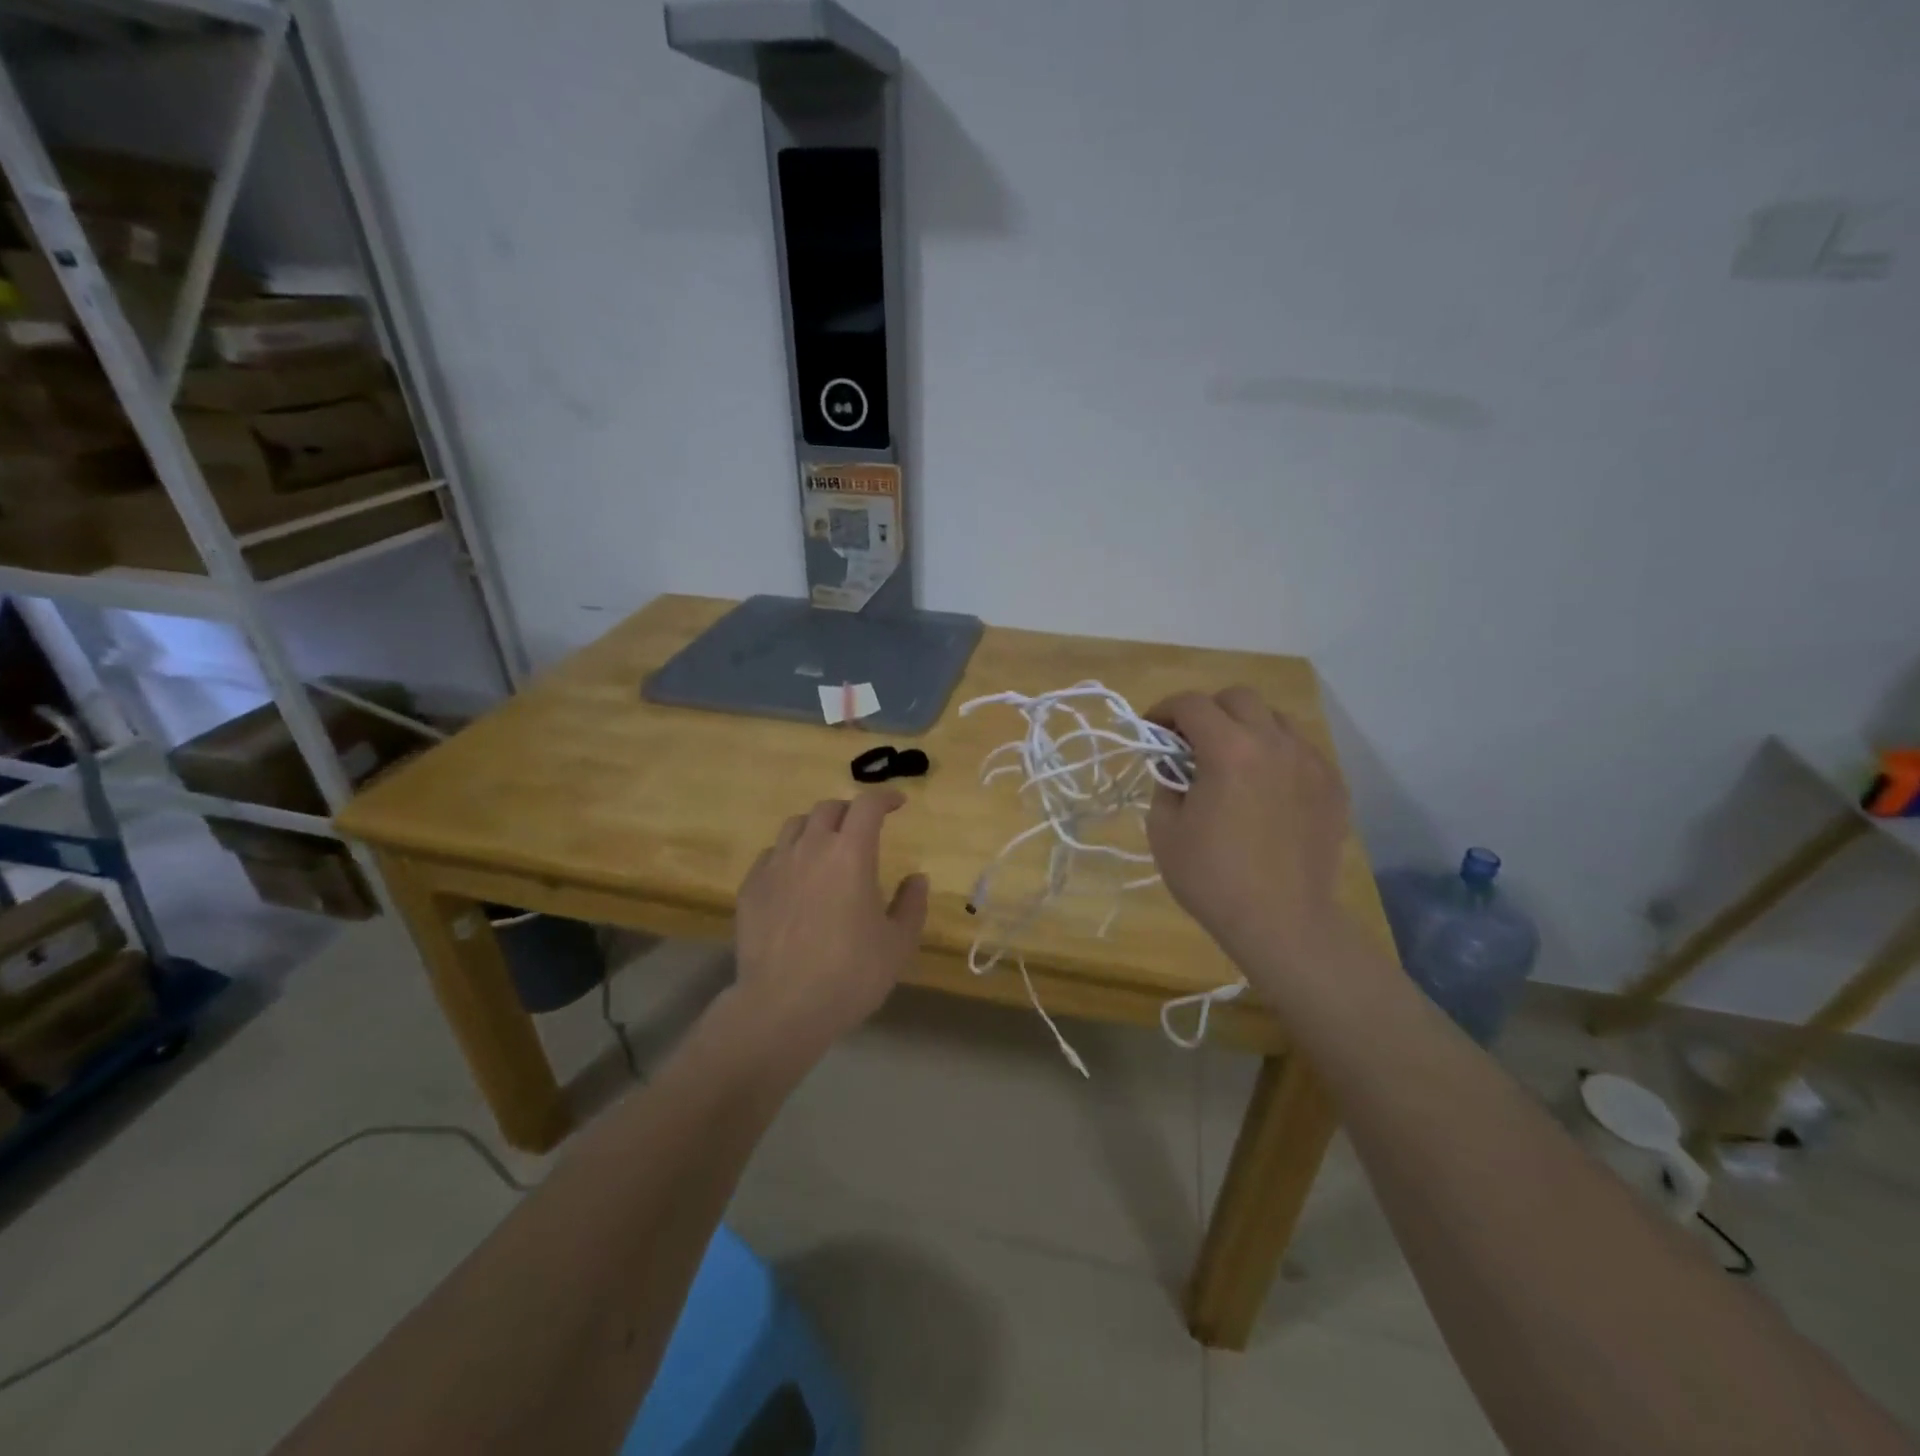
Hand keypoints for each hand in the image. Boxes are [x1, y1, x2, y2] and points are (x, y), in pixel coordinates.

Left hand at [732, 789, 929, 1057]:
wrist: (782, 1006)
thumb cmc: (850, 974)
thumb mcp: (898, 944)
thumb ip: (912, 904)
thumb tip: (917, 878)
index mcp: (851, 854)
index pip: (867, 805)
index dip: (884, 798)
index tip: (897, 804)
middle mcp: (810, 848)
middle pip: (828, 809)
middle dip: (849, 811)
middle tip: (862, 829)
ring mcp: (775, 866)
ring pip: (795, 825)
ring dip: (816, 827)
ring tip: (826, 847)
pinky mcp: (751, 888)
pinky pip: (771, 855)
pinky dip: (789, 854)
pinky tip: (795, 878)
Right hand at [1146, 688, 1350, 983]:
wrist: (1283, 923)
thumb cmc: (1212, 878)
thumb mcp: (1164, 831)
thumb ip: (1165, 784)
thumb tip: (1175, 767)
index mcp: (1229, 750)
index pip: (1191, 704)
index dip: (1164, 710)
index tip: (1152, 731)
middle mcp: (1274, 743)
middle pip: (1238, 697)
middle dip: (1208, 710)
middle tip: (1192, 742)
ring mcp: (1310, 762)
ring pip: (1275, 719)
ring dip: (1246, 727)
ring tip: (1233, 761)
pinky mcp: (1333, 785)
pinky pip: (1301, 750)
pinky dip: (1277, 754)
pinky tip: (1266, 787)